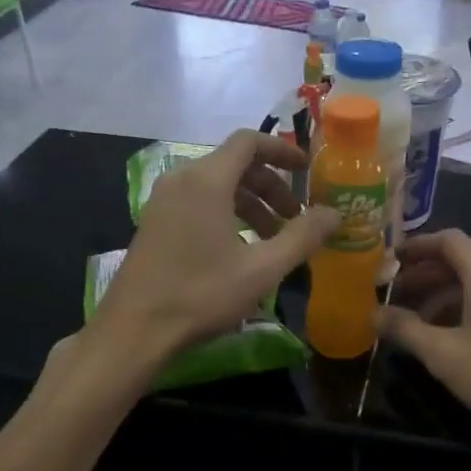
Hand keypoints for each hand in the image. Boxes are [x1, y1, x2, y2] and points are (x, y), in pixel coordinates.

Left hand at [91, 130, 336, 362]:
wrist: (135, 329)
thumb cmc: (201, 294)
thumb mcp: (262, 269)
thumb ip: (302, 237)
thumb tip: (334, 214)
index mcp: (207, 180)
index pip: (249, 142)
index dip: (282, 151)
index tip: (307, 171)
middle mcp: (182, 180)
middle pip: (235, 165)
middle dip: (271, 187)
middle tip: (295, 220)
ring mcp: (163, 202)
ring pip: (217, 186)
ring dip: (251, 204)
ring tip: (272, 241)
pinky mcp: (155, 223)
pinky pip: (198, 203)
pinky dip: (227, 214)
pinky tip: (240, 251)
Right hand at [375, 229, 470, 445]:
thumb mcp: (442, 353)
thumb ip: (405, 329)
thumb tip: (373, 314)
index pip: (449, 241)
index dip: (417, 246)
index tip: (390, 260)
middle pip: (463, 261)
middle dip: (426, 275)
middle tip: (394, 294)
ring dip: (444, 294)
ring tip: (415, 319)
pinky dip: (466, 305)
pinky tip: (448, 334)